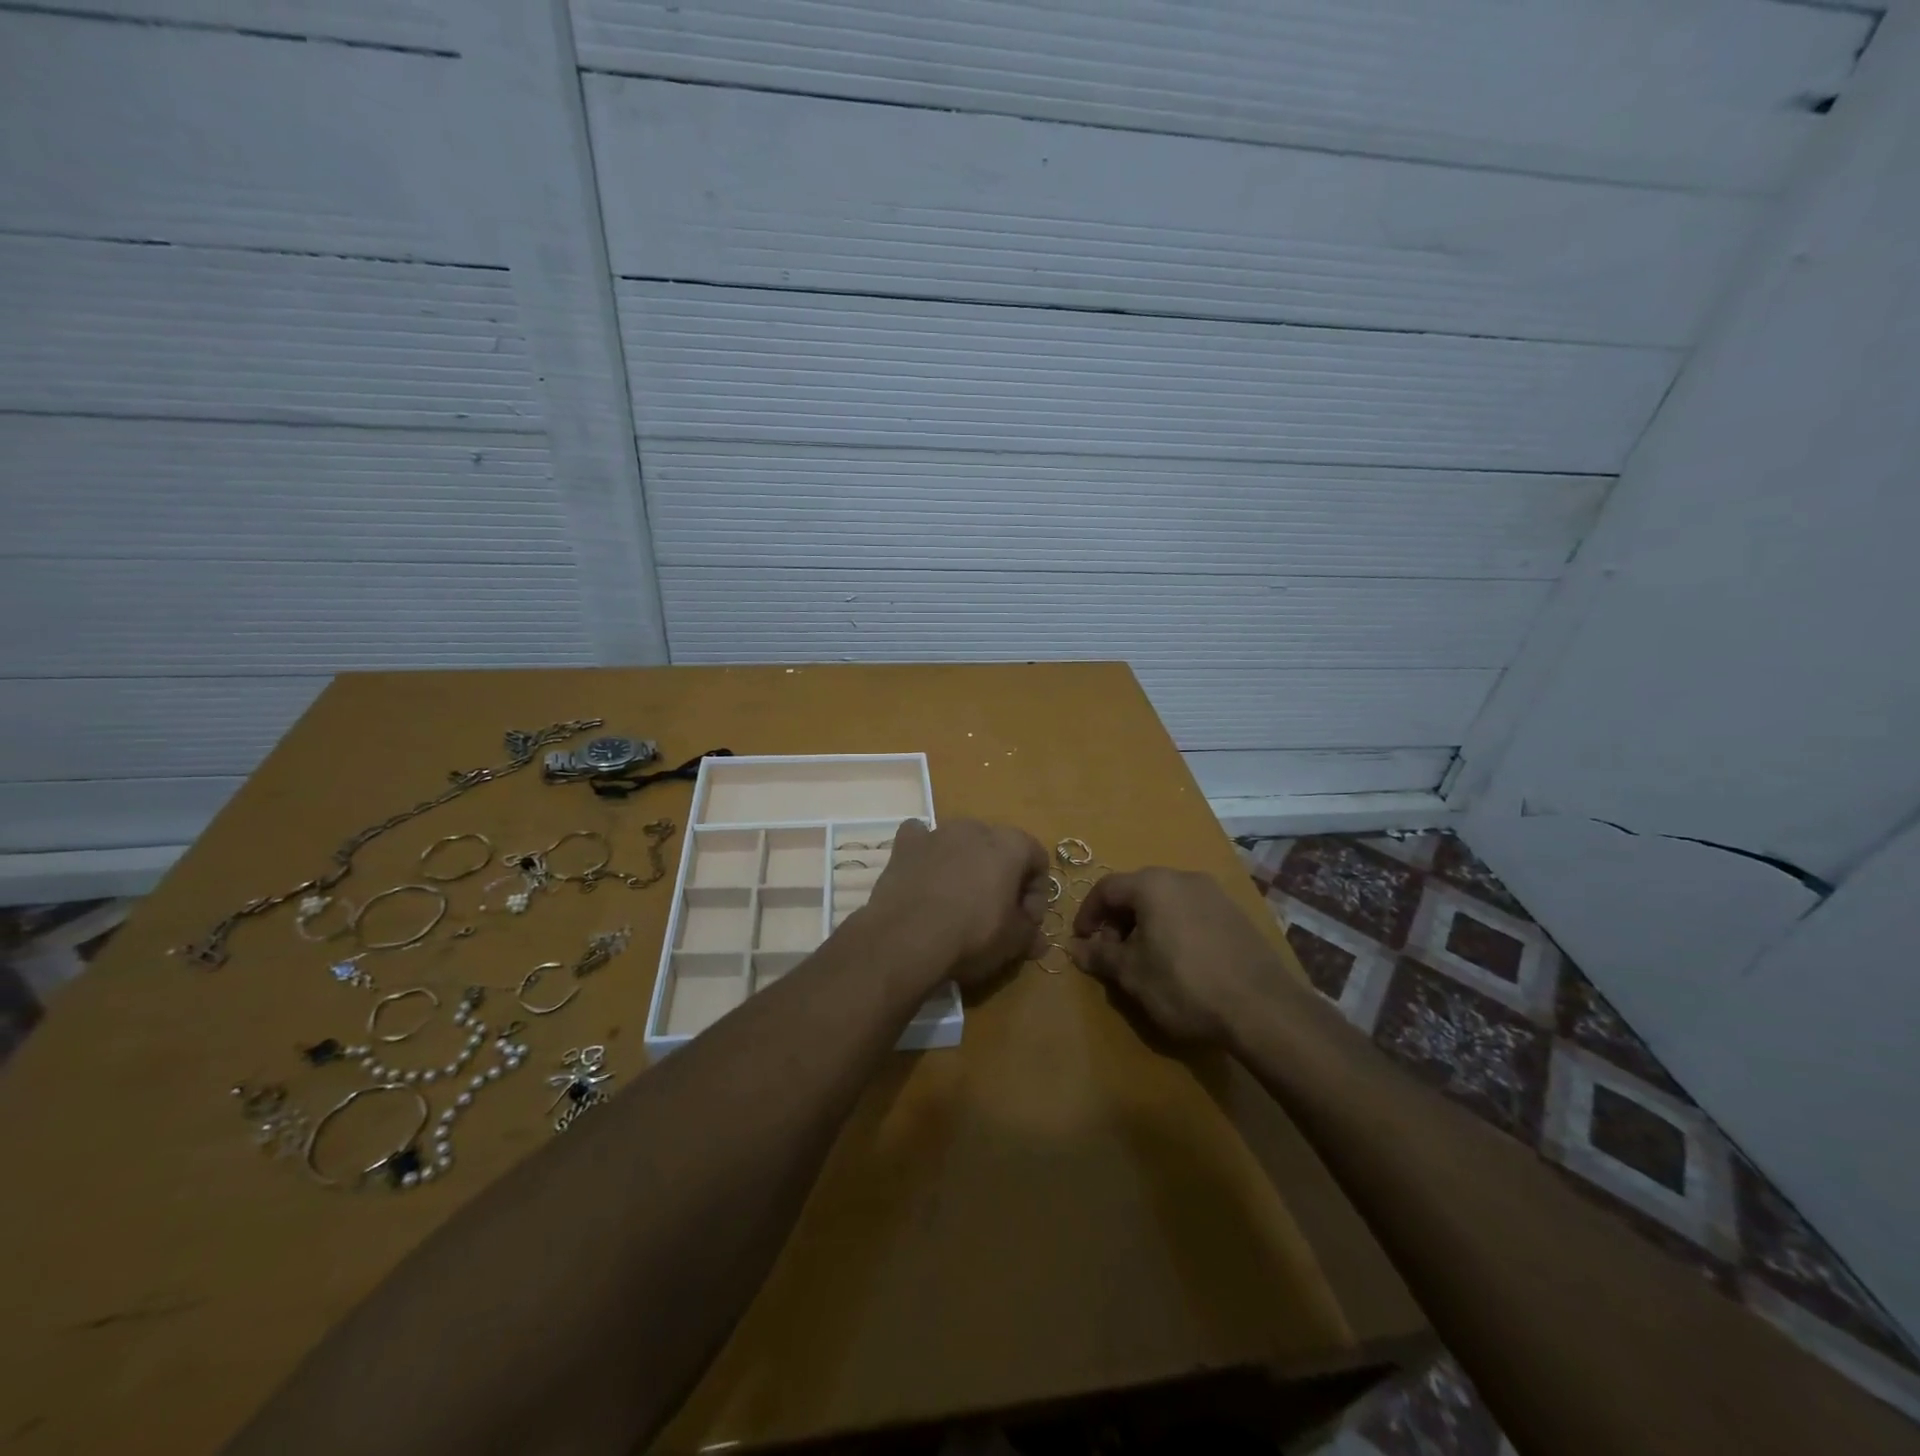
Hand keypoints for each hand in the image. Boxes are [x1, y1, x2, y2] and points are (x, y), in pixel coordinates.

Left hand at [865, 818, 1048, 991]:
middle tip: (995, 913)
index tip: (1026, 921)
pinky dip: (926, 853)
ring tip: (957, 901)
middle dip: (1001, 877)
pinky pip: (921, 839)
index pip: (1037, 858)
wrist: (907, 938)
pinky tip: (924, 876)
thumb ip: (1030, 933)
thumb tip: (1038, 940)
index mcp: (1010, 845)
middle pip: (998, 848)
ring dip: (965, 865)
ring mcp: (937, 832)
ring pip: (960, 842)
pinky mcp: (905, 844)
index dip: (1037, 892)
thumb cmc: (972, 935)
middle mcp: (975, 828)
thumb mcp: (1013, 942)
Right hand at [1068, 868, 1294, 1046]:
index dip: (1087, 913)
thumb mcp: (1132, 974)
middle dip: (1118, 921)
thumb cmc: (1184, 984)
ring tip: (1144, 961)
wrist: (1262, 1007)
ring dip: (1146, 925)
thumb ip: (1100, 956)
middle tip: (1112, 954)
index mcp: (1153, 884)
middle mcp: (1184, 878)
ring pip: (1166, 901)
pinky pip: (1191, 913)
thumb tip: (1075, 948)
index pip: (1107, 888)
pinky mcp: (1236, 914)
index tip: (1081, 941)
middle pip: (1137, 891)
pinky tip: (1179, 962)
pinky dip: (1174, 929)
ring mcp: (1214, 894)